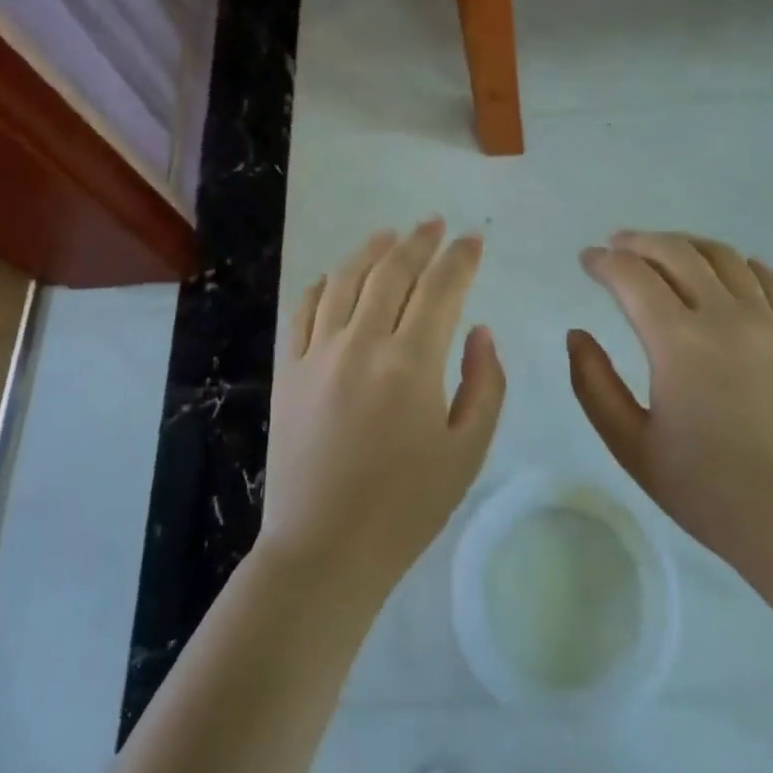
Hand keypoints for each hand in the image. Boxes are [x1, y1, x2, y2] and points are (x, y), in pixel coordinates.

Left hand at [262, 220, 505, 597]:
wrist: (325, 549)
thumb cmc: (407, 506)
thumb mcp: (467, 451)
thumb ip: (483, 384)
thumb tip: (479, 331)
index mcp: (411, 363)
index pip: (441, 288)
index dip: (460, 258)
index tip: (473, 240)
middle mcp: (362, 343)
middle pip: (392, 272)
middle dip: (419, 241)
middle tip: (435, 224)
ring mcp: (318, 353)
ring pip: (346, 280)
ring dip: (371, 250)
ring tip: (390, 235)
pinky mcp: (289, 370)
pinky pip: (304, 310)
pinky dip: (324, 284)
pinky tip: (337, 275)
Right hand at [567, 231, 772, 567]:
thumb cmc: (709, 491)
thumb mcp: (632, 446)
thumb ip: (594, 385)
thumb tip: (577, 335)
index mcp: (679, 343)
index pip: (633, 277)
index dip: (604, 262)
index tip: (587, 260)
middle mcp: (726, 318)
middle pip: (678, 253)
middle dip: (640, 242)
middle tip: (616, 246)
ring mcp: (770, 323)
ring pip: (724, 257)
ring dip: (685, 245)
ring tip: (663, 251)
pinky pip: (767, 280)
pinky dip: (737, 263)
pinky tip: (724, 271)